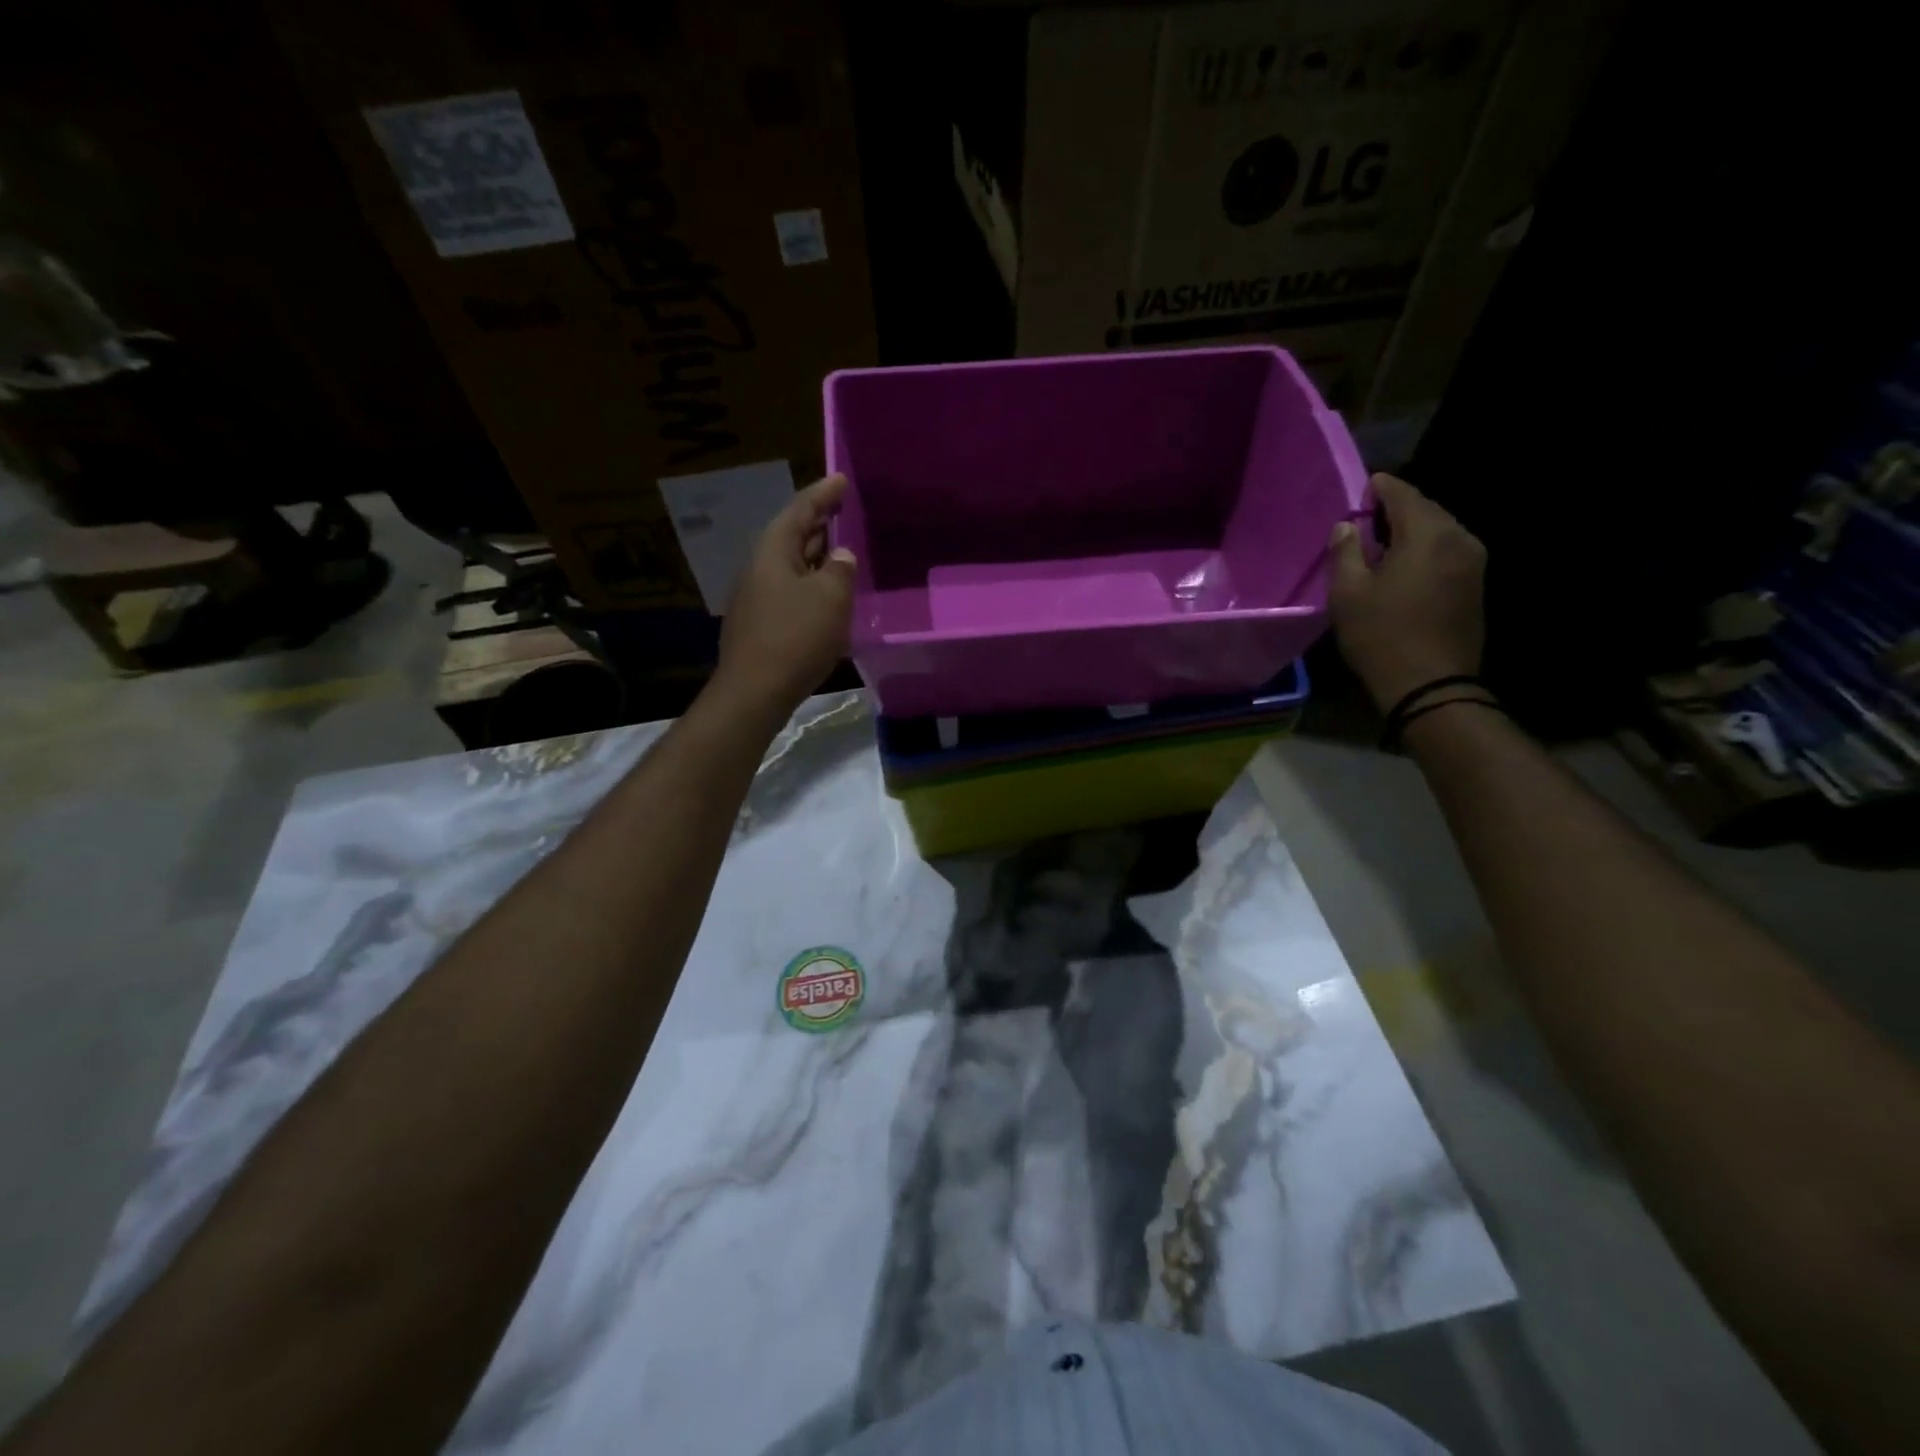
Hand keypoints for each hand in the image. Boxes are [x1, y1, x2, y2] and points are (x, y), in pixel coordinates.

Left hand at [713, 473, 857, 716]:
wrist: (755, 692)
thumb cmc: (795, 638)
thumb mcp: (830, 598)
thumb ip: (840, 570)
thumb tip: (841, 555)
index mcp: (773, 552)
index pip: (800, 510)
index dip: (823, 494)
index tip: (841, 480)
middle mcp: (759, 568)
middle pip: (791, 536)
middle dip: (819, 524)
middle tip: (844, 513)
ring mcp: (755, 598)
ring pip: (790, 566)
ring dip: (815, 558)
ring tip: (841, 553)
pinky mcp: (758, 625)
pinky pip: (789, 592)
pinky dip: (810, 586)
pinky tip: (826, 598)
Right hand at [1328, 473, 1487, 711]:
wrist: (1430, 684)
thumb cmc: (1381, 635)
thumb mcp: (1348, 593)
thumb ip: (1346, 552)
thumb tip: (1346, 526)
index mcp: (1428, 535)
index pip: (1405, 495)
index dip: (1382, 488)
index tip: (1364, 486)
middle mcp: (1459, 539)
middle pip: (1428, 510)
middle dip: (1399, 508)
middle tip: (1369, 515)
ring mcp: (1473, 563)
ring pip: (1440, 532)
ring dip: (1413, 531)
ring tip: (1384, 540)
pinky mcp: (1476, 586)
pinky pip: (1448, 552)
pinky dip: (1426, 550)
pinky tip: (1405, 565)